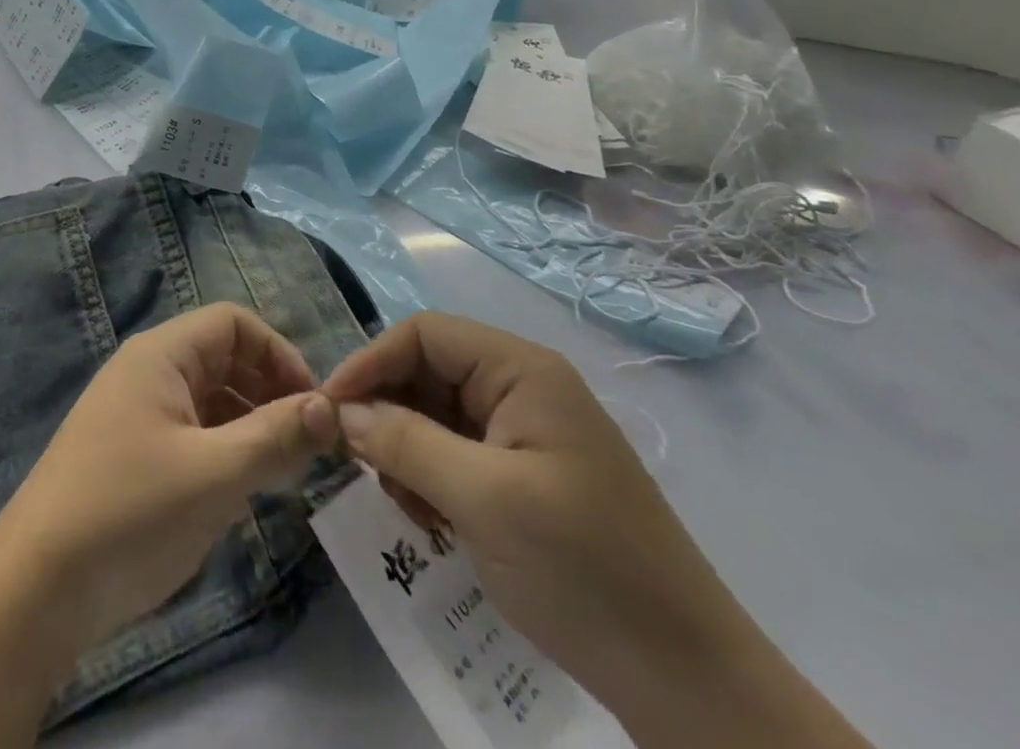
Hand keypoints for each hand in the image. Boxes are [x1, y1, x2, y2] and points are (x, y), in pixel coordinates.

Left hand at [0, 303, 338, 651]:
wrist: (39, 585)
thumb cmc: (131, 512)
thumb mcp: (214, 474)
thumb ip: (275, 437)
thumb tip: (329, 407)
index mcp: (160, 355)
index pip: (232, 323)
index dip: (279, 353)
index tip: (315, 405)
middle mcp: (148, 372)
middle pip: (223, 358)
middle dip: (270, 390)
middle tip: (311, 443)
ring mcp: (137, 414)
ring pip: (210, 399)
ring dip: (252, 423)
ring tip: (288, 469)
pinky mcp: (133, 455)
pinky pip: (192, 433)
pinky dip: (226, 449)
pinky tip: (247, 489)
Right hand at [321, 314, 758, 722]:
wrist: (689, 685)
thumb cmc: (585, 570)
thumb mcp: (482, 499)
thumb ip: (403, 441)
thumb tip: (337, 411)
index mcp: (522, 371)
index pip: (423, 334)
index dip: (371, 362)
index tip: (330, 408)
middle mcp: (522, 388)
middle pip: (426, 372)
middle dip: (387, 413)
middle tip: (362, 465)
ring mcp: (524, 433)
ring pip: (433, 414)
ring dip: (404, 450)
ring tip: (406, 504)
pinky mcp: (523, 475)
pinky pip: (453, 453)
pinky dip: (428, 477)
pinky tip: (430, 519)